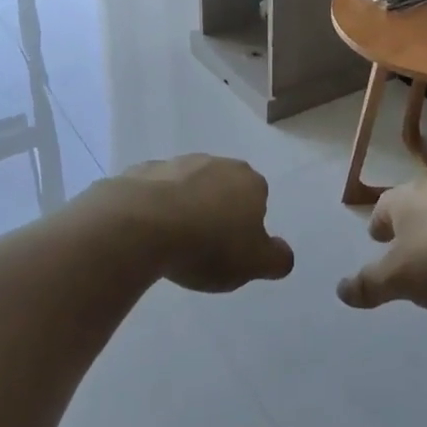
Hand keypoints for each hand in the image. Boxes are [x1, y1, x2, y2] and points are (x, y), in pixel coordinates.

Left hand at [98, 154, 293, 292]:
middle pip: (222, 188)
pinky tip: (147, 231)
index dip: (246, 225)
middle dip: (216, 211)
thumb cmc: (208, 245)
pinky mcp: (143, 171)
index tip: (233, 249)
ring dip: (185, 206)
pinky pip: (155, 190)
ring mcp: (177, 163)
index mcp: (249, 182)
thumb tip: (283, 254)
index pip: (257, 199)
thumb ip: (276, 259)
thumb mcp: (254, 264)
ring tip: (173, 242)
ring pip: (188, 186)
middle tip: (204, 246)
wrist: (142, 224)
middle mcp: (216, 163)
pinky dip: (154, 206)